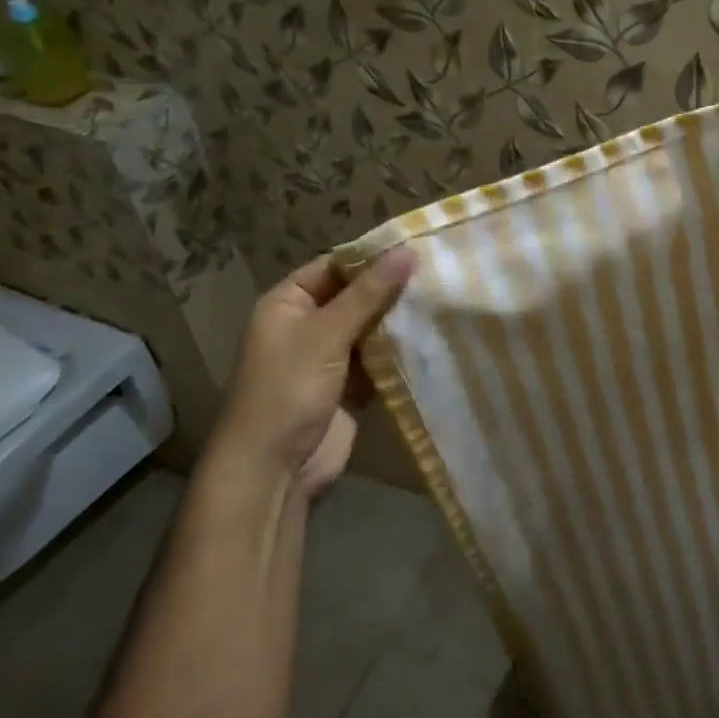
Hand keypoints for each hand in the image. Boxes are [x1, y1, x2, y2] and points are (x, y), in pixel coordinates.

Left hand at [206, 247, 414, 497]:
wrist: (274, 470)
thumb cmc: (289, 390)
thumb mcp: (327, 334)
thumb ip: (369, 293)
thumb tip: (407, 250)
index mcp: (288, 304)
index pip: (334, 267)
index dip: (372, 257)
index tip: (417, 248)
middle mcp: (307, 325)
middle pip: (355, 296)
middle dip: (391, 289)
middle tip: (439, 273)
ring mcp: (328, 358)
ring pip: (370, 328)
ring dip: (399, 321)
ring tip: (444, 300)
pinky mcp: (349, 386)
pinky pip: (378, 360)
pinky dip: (399, 353)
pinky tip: (433, 338)